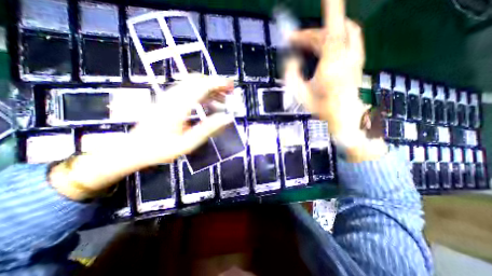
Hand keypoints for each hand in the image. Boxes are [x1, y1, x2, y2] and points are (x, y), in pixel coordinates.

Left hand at [50, 76, 233, 199]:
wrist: (133, 149)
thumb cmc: (161, 149)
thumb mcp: (188, 143)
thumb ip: (208, 129)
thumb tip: (227, 118)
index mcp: (179, 106)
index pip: (201, 86)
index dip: (218, 84)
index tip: (231, 86)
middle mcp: (173, 96)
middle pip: (197, 81)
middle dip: (216, 84)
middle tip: (229, 93)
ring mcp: (169, 96)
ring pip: (193, 84)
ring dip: (210, 88)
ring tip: (222, 100)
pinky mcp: (168, 100)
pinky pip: (188, 90)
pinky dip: (202, 93)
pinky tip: (209, 103)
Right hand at [287, 0, 385, 160]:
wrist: (343, 115)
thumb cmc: (321, 108)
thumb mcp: (300, 94)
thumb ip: (292, 75)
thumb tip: (291, 60)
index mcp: (331, 66)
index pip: (328, 33)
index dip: (326, 11)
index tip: (306, 15)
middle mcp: (346, 57)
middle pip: (331, 32)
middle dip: (310, 33)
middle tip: (295, 40)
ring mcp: (355, 56)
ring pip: (343, 30)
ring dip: (325, 31)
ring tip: (308, 40)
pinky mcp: (357, 58)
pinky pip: (350, 37)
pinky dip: (336, 34)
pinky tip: (326, 42)